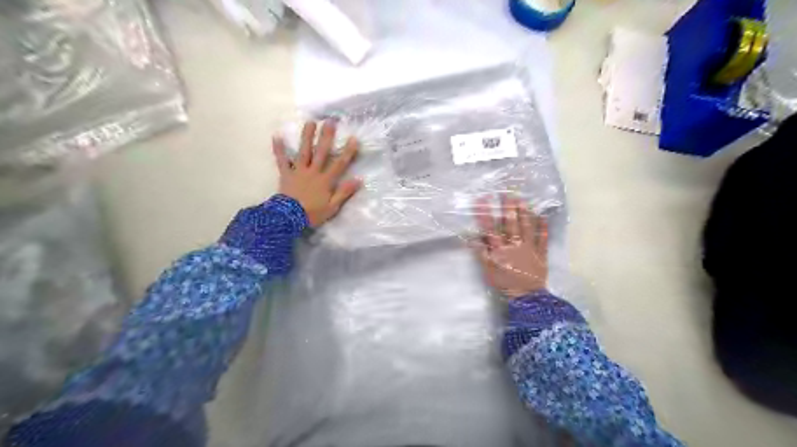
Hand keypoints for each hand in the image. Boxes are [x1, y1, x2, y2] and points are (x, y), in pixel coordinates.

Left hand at [272, 121, 363, 228]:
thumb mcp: (332, 207)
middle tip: (330, 121)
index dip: (347, 151)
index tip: (353, 138)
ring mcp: (298, 171)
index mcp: (325, 180)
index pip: (339, 164)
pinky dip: (278, 149)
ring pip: (304, 151)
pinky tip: (276, 136)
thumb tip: (359, 179)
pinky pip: (281, 160)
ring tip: (310, 122)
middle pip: (321, 152)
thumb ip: (344, 192)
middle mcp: (313, 172)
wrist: (288, 218)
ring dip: (307, 136)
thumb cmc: (312, 214)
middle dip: (326, 137)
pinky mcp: (285, 174)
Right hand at [468, 194, 551, 298]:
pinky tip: (543, 216)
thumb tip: (473, 238)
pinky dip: (543, 227)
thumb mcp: (488, 271)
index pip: (491, 228)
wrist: (526, 297)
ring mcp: (529, 248)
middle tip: (506, 193)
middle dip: (507, 207)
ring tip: (522, 199)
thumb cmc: (504, 283)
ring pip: (526, 227)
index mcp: (500, 249)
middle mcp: (514, 245)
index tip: (483, 199)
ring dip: (524, 212)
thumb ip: (481, 254)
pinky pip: (542, 238)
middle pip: (510, 224)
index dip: (486, 213)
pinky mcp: (541, 253)